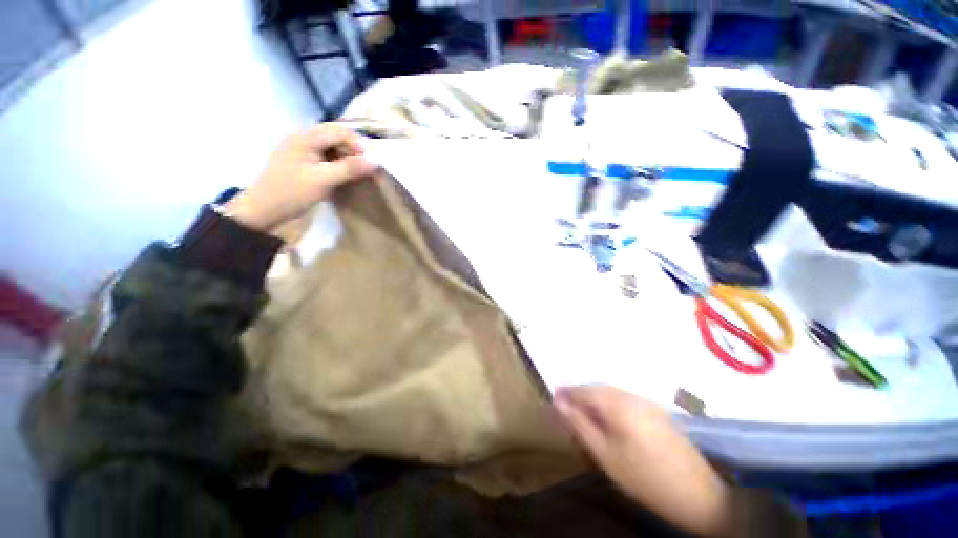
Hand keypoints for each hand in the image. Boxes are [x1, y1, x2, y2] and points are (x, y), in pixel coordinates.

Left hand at [226, 124, 376, 231]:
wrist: (264, 209)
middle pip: (334, 135)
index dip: (357, 144)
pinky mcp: (301, 160)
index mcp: (304, 138)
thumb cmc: (293, 193)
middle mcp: (302, 138)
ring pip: (330, 145)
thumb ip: (349, 169)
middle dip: (352, 149)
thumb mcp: (323, 180)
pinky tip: (341, 174)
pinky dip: (336, 162)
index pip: (338, 130)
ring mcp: (300, 149)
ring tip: (354, 172)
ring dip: (345, 156)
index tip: (369, 163)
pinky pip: (324, 155)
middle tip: (364, 168)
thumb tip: (375, 161)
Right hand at [554, 386, 730, 535]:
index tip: (552, 398)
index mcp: (618, 403)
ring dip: (594, 400)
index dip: (566, 393)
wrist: (700, 496)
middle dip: (579, 395)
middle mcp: (632, 396)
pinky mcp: (657, 412)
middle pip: (597, 388)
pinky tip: (608, 421)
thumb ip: (580, 425)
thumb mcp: (605, 455)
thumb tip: (559, 403)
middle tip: (565, 408)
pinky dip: (609, 406)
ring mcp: (647, 403)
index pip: (584, 390)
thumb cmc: (645, 478)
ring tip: (583, 415)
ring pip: (611, 394)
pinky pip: (624, 401)